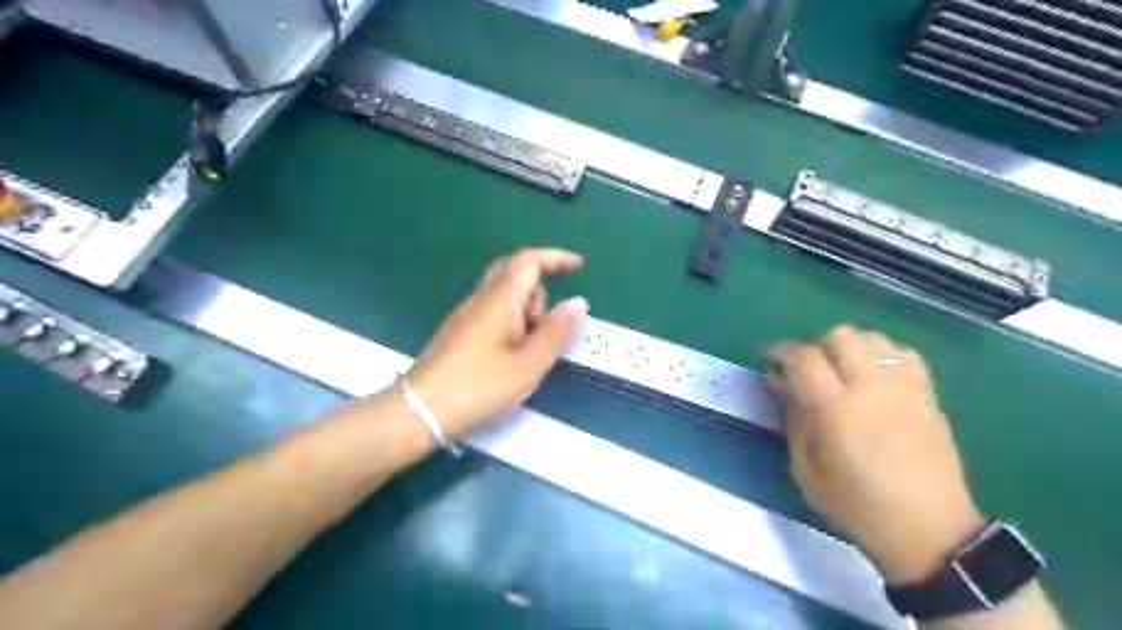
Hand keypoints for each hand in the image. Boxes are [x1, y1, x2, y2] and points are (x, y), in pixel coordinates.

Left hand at [408, 247, 589, 437]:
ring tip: (528, 352)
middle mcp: (480, 298)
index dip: (555, 258)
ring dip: (525, 311)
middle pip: (514, 273)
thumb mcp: (528, 365)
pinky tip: (509, 357)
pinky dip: (510, 323)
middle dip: (539, 290)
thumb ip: (556, 333)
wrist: (420, 409)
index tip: (578, 266)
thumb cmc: (478, 387)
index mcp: (500, 299)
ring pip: (503, 295)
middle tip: (548, 325)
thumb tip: (579, 302)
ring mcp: (466, 314)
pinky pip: (492, 312)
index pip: (529, 260)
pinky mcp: (458, 331)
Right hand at [772, 327, 982, 582]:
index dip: (779, 350)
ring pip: (873, 338)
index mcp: (836, 410)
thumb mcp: (807, 469)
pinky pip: (905, 353)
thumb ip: (791, 417)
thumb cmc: (857, 507)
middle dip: (814, 343)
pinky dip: (882, 353)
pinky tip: (873, 373)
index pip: (803, 358)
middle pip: (840, 336)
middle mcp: (872, 389)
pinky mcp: (928, 396)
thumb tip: (774, 381)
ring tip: (838, 367)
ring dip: (848, 345)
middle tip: (803, 366)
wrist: (929, 533)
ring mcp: (905, 389)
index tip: (766, 356)